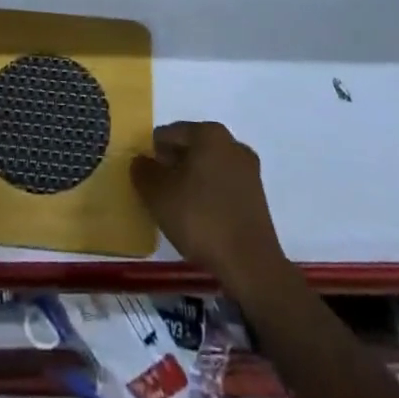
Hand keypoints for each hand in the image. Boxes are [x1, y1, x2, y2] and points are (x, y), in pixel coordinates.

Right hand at [132, 122, 288, 296]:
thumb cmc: (200, 219)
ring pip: (208, 168)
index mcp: (208, 133)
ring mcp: (248, 169)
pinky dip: (208, 196)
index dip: (151, 153)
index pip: (169, 134)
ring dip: (190, 181)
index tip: (143, 176)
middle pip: (191, 148)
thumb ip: (143, 171)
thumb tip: (141, 161)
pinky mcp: (257, 196)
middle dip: (172, 166)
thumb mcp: (158, 194)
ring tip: (176, 208)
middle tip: (156, 192)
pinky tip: (199, 219)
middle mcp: (231, 143)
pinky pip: (223, 186)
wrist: (250, 264)